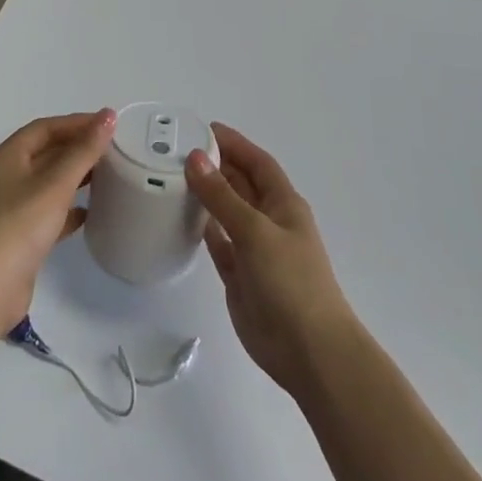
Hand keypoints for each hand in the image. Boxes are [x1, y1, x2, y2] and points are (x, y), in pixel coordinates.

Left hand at [0, 110, 115, 337]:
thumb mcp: (55, 183)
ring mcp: (12, 209)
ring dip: (75, 177)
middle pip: (46, 153)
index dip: (75, 123)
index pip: (45, 128)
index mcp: (7, 157)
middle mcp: (7, 177)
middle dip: (77, 148)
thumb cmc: (18, 226)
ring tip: (107, 175)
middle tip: (113, 148)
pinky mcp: (20, 238)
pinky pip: (48, 213)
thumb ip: (83, 151)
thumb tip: (108, 116)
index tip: (107, 124)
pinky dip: (68, 209)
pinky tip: (90, 213)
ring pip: (48, 183)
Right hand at [189, 123, 358, 397]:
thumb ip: (222, 196)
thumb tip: (195, 157)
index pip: (257, 162)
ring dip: (206, 195)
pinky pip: (218, 242)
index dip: (234, 143)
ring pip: (226, 212)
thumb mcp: (255, 231)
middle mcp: (269, 221)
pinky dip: (203, 228)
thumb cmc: (291, 282)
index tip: (203, 128)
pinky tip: (181, 216)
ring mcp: (254, 249)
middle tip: (177, 150)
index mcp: (284, 204)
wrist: (309, 353)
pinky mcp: (239, 275)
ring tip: (172, 176)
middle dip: (216, 165)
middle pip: (240, 184)